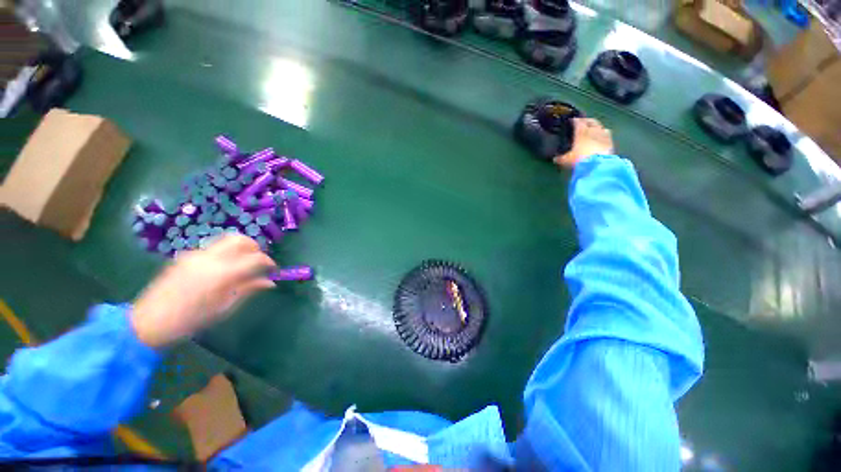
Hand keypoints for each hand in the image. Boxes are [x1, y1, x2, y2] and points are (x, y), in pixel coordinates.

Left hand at [132, 235, 276, 347]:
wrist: (149, 321)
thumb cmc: (191, 320)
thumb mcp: (225, 307)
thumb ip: (248, 289)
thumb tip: (270, 282)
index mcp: (222, 273)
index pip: (255, 258)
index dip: (269, 262)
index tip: (274, 270)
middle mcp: (210, 258)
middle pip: (240, 239)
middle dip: (255, 247)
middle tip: (259, 262)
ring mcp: (196, 254)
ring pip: (226, 240)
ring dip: (241, 248)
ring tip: (243, 264)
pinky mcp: (186, 256)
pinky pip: (214, 248)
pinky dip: (226, 253)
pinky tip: (224, 269)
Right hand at [554, 118, 613, 167]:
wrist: (598, 165)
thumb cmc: (579, 159)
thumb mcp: (566, 160)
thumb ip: (561, 158)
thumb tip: (555, 159)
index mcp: (581, 132)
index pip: (578, 122)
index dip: (574, 120)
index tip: (572, 120)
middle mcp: (593, 130)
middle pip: (591, 121)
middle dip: (587, 120)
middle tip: (583, 122)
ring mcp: (603, 135)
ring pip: (601, 127)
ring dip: (597, 127)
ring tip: (593, 129)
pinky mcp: (611, 142)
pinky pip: (607, 135)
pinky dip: (603, 135)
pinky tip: (601, 138)